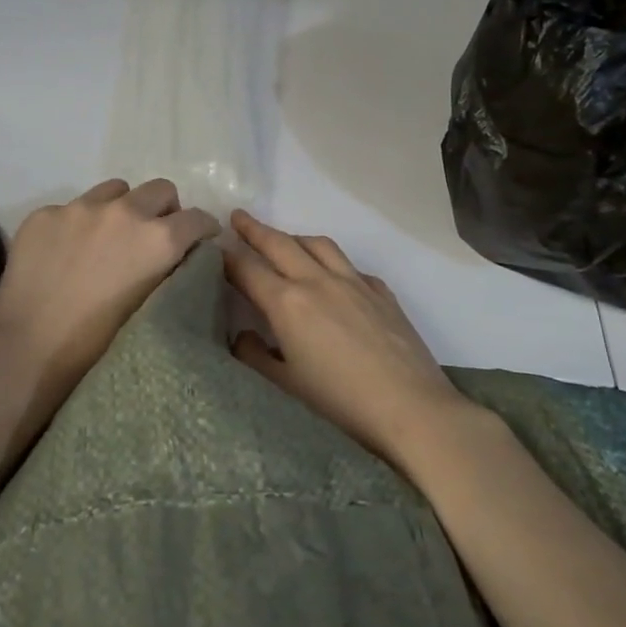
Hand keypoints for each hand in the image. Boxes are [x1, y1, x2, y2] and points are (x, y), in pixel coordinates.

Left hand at [0, 178, 218, 421]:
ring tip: (106, 238)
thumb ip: (168, 272)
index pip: (198, 218)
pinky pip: (72, 207)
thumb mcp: (151, 307)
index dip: (203, 230)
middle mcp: (124, 212)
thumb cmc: (98, 344)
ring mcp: (79, 208)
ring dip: (121, 208)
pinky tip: (64, 253)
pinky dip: (78, 224)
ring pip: (115, 190)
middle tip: (152, 237)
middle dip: (164, 210)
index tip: (199, 242)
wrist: (29, 349)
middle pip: (160, 189)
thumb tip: (174, 257)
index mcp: (158, 239)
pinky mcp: (44, 214)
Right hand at [223, 210, 471, 467]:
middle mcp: (318, 282)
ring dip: (294, 237)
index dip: (227, 257)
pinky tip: (333, 276)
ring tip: (284, 240)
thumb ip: (254, 357)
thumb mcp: (284, 387)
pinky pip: (350, 265)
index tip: (214, 248)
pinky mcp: (382, 292)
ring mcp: (354, 283)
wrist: (411, 409)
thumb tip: (242, 336)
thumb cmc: (339, 404)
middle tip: (238, 217)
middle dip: (255, 229)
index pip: (248, 269)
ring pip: (319, 245)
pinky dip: (332, 261)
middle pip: (280, 244)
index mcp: (287, 304)